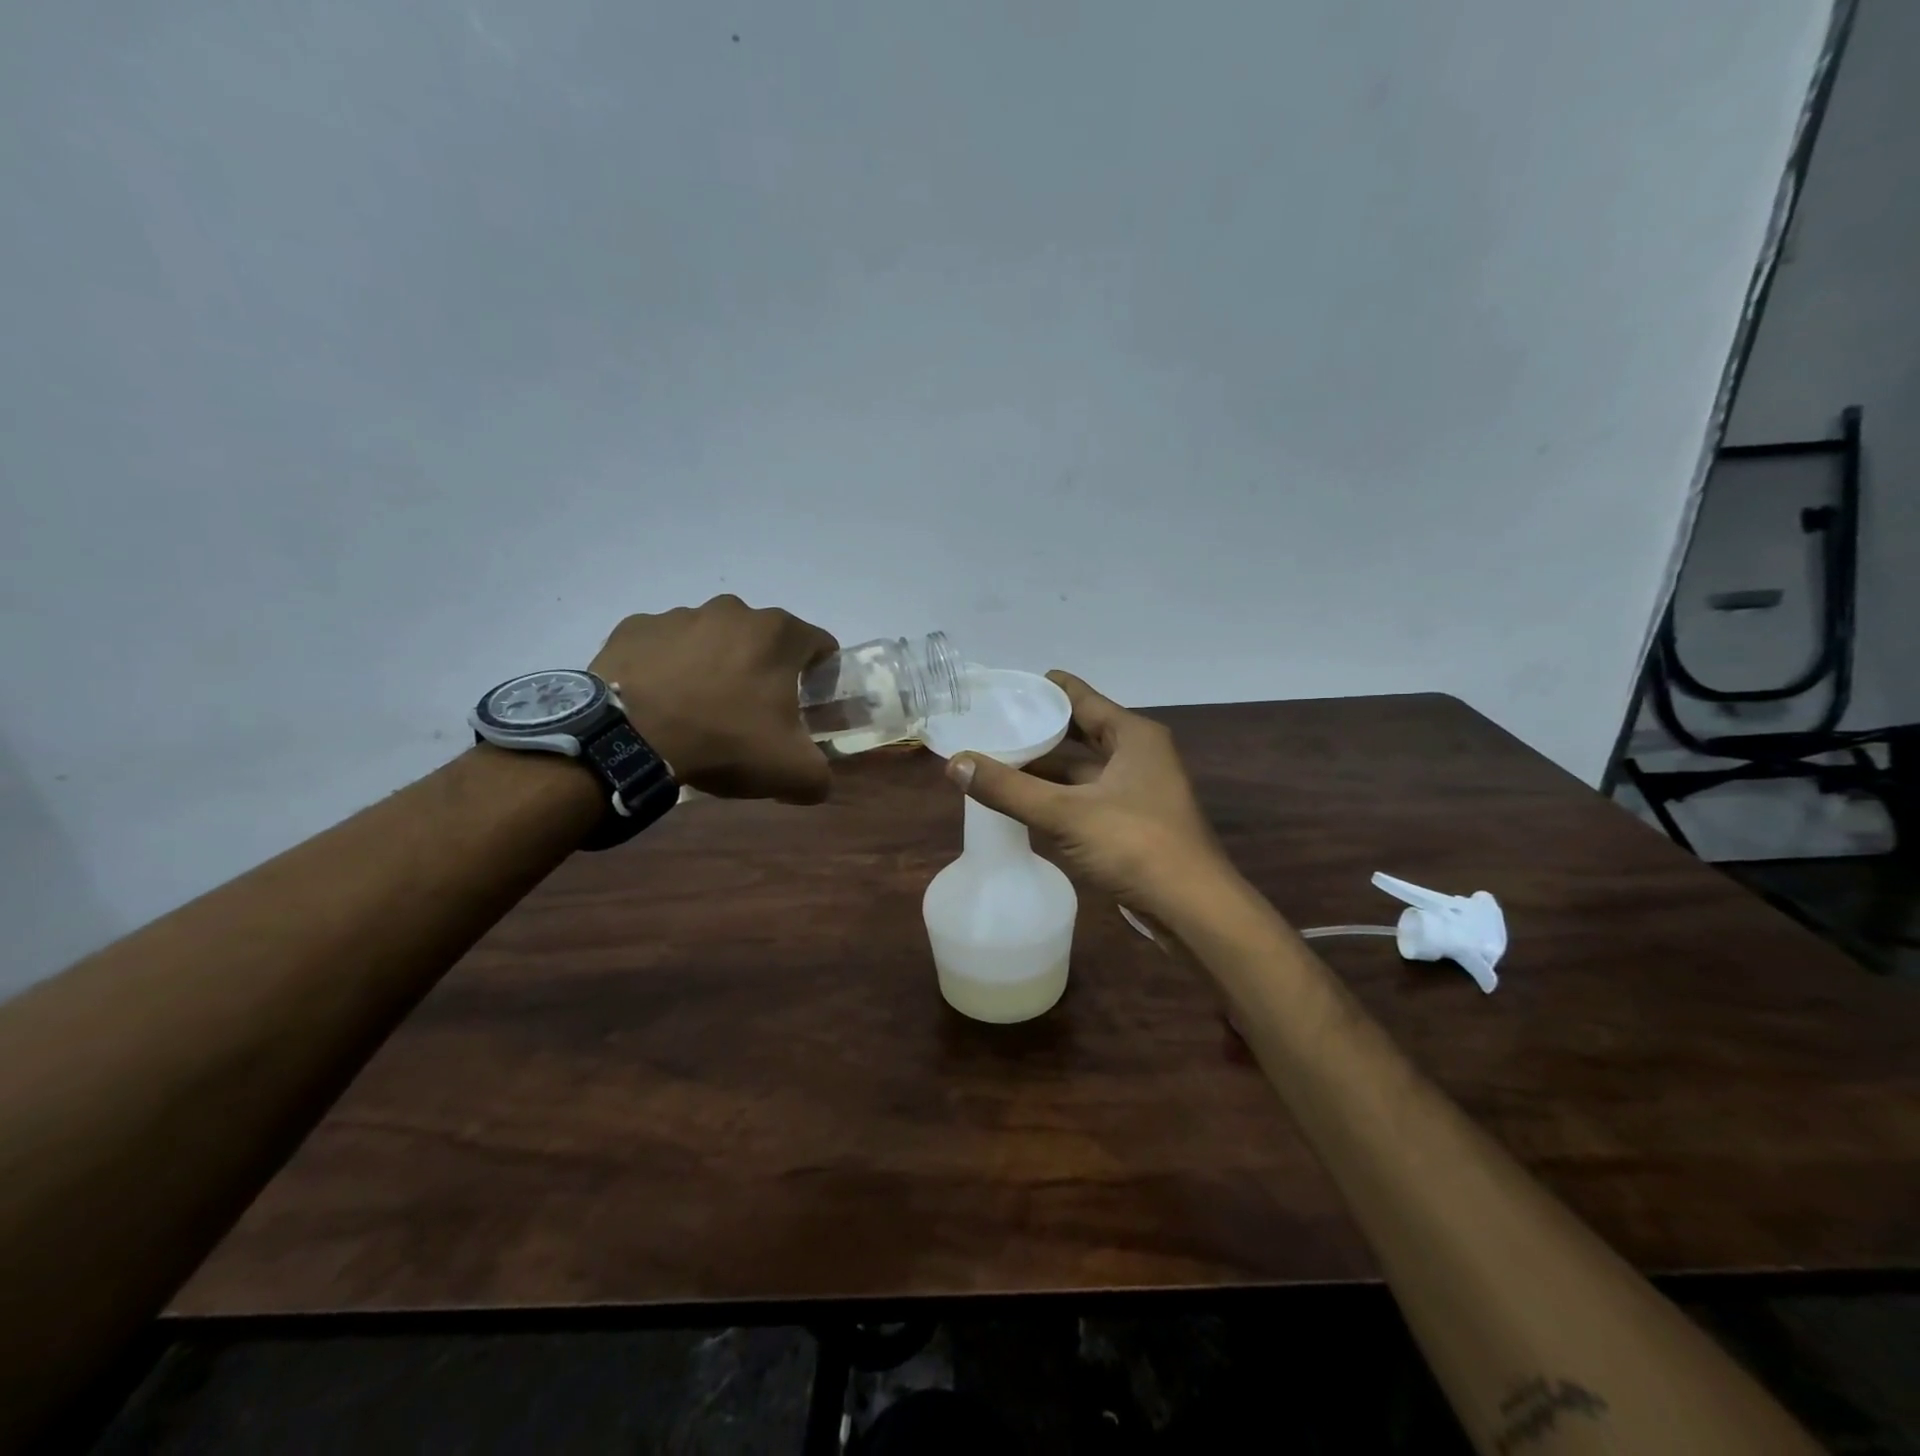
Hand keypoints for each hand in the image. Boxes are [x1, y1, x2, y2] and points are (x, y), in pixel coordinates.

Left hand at [591, 595, 838, 802]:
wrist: (628, 739)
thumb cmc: (724, 741)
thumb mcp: (791, 771)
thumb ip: (819, 774)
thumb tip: (817, 781)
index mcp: (778, 634)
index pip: (819, 645)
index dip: (819, 675)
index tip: (806, 704)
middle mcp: (733, 610)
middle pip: (763, 640)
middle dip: (764, 670)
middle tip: (752, 713)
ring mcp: (680, 615)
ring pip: (713, 639)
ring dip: (715, 665)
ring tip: (700, 709)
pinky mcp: (636, 628)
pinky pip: (665, 646)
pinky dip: (669, 666)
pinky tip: (662, 700)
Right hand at [947, 671, 1238, 918]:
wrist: (1192, 908)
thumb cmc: (1135, 844)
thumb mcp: (1065, 812)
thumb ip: (1008, 788)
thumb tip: (955, 763)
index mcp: (1133, 736)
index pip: (1082, 698)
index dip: (1045, 690)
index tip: (1005, 688)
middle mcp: (1137, 755)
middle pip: (1079, 733)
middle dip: (1038, 732)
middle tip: (992, 726)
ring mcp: (1136, 791)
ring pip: (1081, 770)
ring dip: (1044, 768)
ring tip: (996, 762)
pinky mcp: (1131, 822)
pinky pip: (1085, 797)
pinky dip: (1056, 796)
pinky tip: (1023, 801)